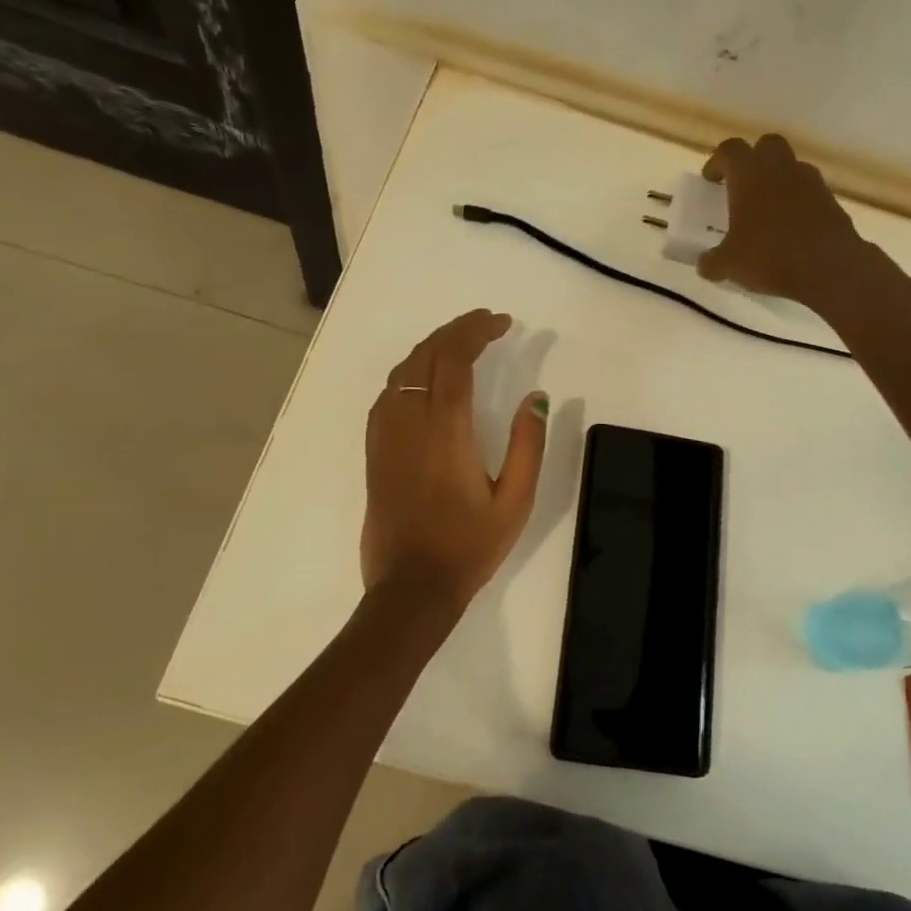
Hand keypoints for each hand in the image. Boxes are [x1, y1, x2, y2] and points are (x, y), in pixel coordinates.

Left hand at [360, 309, 548, 613]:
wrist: (411, 587)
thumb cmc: (469, 546)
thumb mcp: (515, 501)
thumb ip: (529, 445)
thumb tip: (536, 397)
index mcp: (446, 431)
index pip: (454, 359)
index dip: (476, 331)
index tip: (501, 323)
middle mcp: (409, 423)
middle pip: (425, 356)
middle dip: (455, 330)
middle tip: (485, 324)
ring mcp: (386, 436)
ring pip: (402, 371)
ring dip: (430, 348)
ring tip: (460, 344)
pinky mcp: (375, 451)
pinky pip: (387, 394)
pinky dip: (410, 372)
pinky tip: (425, 380)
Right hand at [697, 133, 878, 307]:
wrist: (829, 268)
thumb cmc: (769, 256)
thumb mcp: (729, 265)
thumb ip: (712, 262)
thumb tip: (704, 265)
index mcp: (749, 175)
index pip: (729, 150)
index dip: (717, 162)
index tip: (710, 180)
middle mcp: (780, 169)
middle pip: (766, 145)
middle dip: (752, 159)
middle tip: (742, 185)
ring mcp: (810, 182)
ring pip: (791, 166)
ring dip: (778, 180)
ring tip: (767, 209)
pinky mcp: (831, 201)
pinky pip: (809, 191)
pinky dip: (797, 201)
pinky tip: (790, 227)